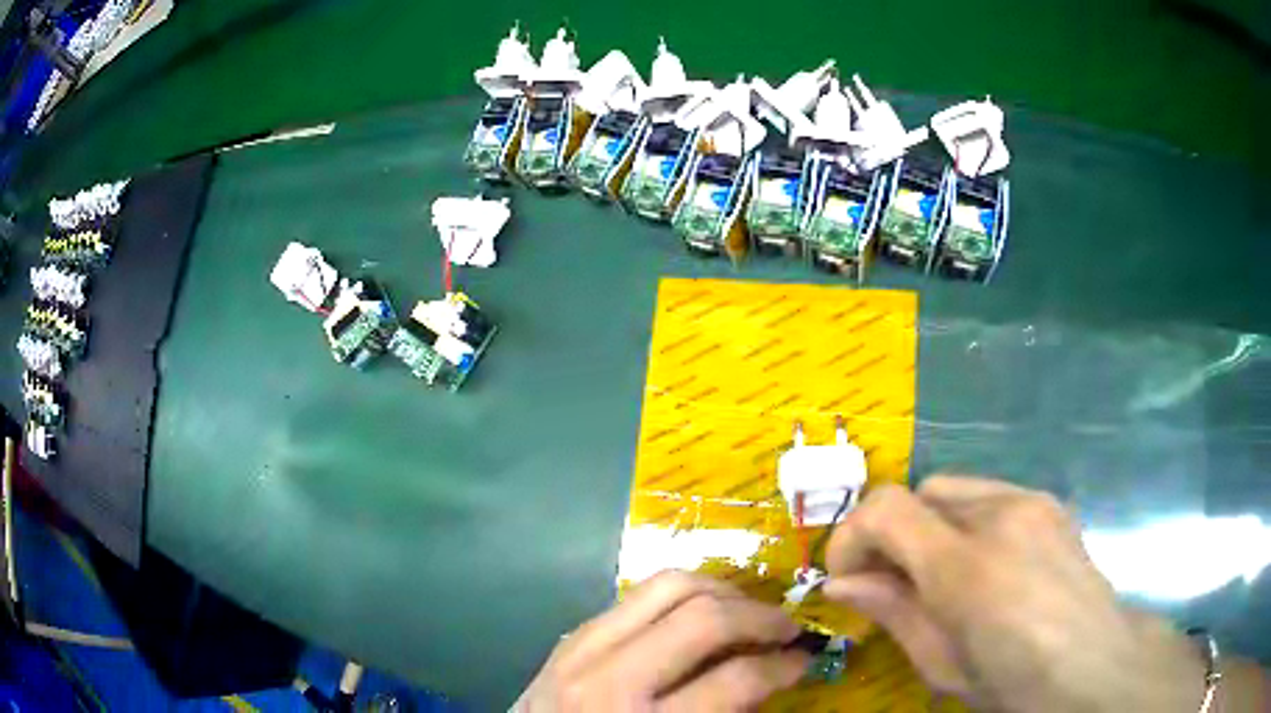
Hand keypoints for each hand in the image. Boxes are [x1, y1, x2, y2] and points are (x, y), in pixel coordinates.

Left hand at [516, 570, 808, 711]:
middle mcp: (608, 680)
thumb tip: (774, 673)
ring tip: (748, 611)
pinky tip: (699, 613)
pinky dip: (680, 596)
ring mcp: (582, 650)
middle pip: (703, 618)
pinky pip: (636, 595)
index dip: (783, 665)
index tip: (804, 659)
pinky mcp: (571, 635)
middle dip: (760, 616)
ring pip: (667, 586)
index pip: (734, 679)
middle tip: (786, 628)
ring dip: (722, 592)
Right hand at [825, 476, 1204, 712]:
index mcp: (967, 567)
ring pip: (956, 489)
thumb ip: (893, 612)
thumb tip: (842, 582)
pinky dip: (968, 521)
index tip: (846, 574)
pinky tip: (985, 565)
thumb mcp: (942, 664)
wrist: (1094, 664)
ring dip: (931, 525)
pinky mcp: (1050, 501)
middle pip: (920, 490)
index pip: (887, 508)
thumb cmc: (1013, 680)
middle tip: (891, 579)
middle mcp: (1000, 514)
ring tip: (941, 575)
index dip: (852, 534)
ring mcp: (1031, 500)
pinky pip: (991, 495)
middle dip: (893, 531)